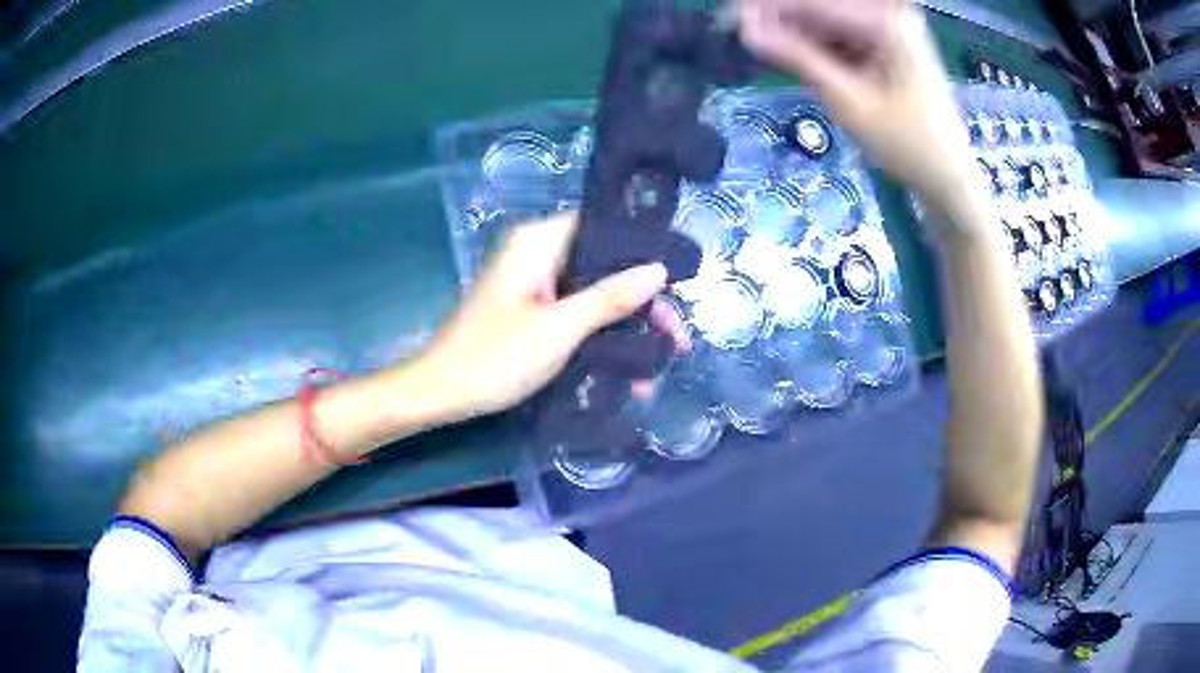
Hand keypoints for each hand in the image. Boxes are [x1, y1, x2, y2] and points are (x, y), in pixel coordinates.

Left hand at [415, 212, 690, 422]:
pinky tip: (629, 372)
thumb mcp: (560, 329)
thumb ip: (610, 297)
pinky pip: (577, 314)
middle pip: (604, 265)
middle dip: (642, 302)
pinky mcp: (532, 311)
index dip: (642, 250)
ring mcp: (534, 285)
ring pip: (595, 293)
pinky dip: (602, 337)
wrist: (442, 393)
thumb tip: (659, 270)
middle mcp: (537, 255)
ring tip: (661, 360)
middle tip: (676, 336)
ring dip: (627, 326)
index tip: (677, 280)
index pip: (602, 226)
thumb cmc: (495, 357)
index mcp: (538, 242)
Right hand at [738, 0, 985, 227]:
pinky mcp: (889, 44)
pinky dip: (820, 48)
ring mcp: (891, 28)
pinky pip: (843, 36)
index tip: (731, 20)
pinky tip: (802, 61)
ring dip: (799, 37)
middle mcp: (890, 15)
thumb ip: (797, 58)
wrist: (947, 178)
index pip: (815, 4)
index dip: (769, 10)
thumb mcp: (848, 100)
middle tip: (745, 37)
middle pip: (822, 10)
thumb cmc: (906, 144)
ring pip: (829, 23)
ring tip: (772, 54)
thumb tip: (747, 31)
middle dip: (784, 23)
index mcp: (887, 22)